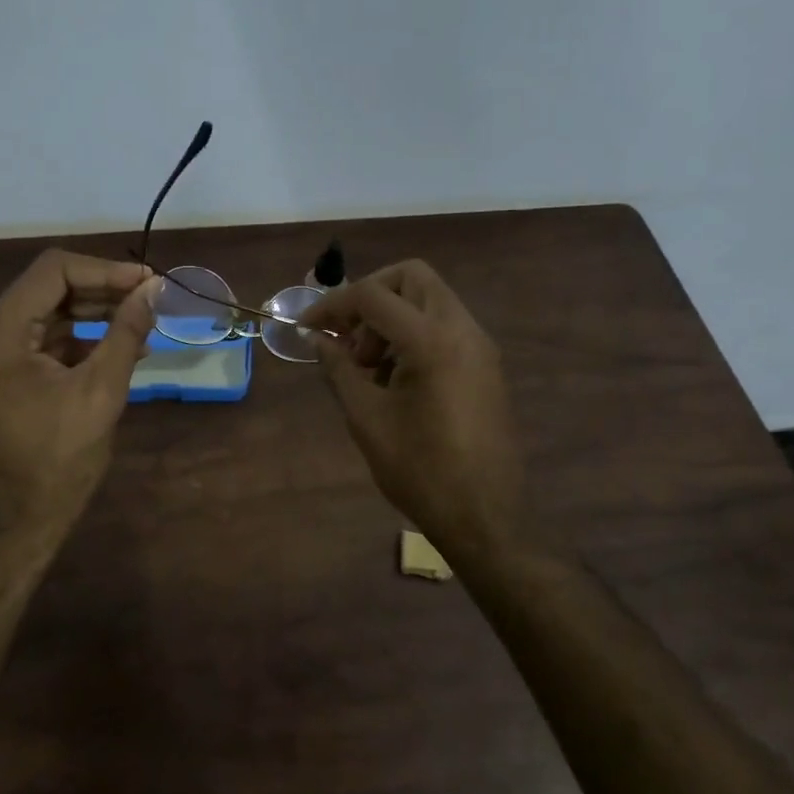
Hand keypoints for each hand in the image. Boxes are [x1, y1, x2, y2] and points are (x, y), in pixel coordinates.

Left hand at [0, 250, 157, 548]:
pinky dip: (77, 339)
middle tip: (151, 299)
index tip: (149, 283)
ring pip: (45, 312)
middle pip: (47, 289)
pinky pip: (39, 340)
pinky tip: (118, 347)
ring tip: (142, 322)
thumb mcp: (101, 392)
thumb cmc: (59, 461)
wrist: (17, 520)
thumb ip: (127, 333)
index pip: (53, 272)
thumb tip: (155, 290)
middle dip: (102, 290)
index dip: (106, 271)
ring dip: (93, 313)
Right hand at [300, 260, 523, 561]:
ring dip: (393, 317)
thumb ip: (339, 369)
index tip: (307, 327)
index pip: (373, 295)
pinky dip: (414, 334)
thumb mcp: (367, 418)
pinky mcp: (485, 365)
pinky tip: (395, 378)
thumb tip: (319, 339)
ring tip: (368, 367)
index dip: (332, 305)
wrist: (483, 516)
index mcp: (432, 340)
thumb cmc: (419, 470)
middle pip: (412, 277)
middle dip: (371, 297)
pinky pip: (445, 326)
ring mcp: (480, 346)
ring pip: (430, 300)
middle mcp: (463, 329)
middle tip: (348, 338)